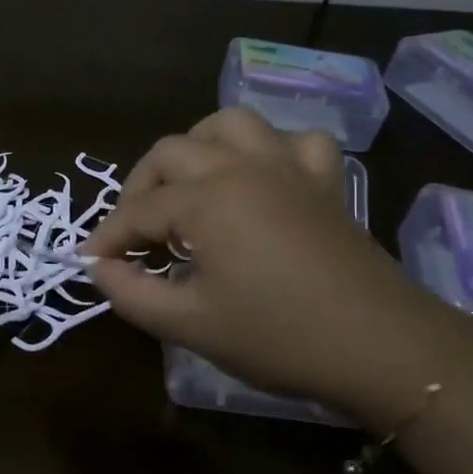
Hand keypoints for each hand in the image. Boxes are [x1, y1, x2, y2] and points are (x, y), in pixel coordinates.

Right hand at [83, 108, 468, 428]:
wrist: (383, 348)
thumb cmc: (278, 337)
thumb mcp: (189, 324)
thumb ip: (131, 293)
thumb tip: (98, 268)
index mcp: (207, 200)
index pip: (138, 211)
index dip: (107, 237)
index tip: (89, 263)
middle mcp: (242, 167)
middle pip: (170, 154)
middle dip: (139, 189)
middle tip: (134, 234)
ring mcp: (288, 168)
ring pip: (229, 125)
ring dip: (196, 149)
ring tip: (187, 188)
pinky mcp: (324, 182)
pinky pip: (294, 142)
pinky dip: (269, 151)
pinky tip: (260, 180)